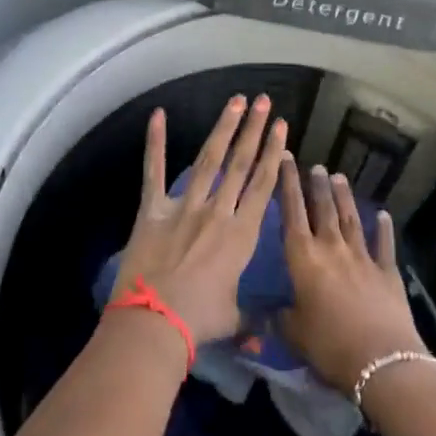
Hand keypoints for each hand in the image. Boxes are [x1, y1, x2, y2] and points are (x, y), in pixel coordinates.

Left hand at [109, 95, 288, 345]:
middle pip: (240, 163)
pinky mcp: (153, 210)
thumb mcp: (234, 318)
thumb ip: (253, 318)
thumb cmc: (200, 321)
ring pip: (208, 159)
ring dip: (223, 128)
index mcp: (241, 234)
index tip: (282, 127)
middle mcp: (217, 211)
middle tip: (264, 101)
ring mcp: (184, 206)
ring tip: (236, 101)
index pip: (263, 184)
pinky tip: (158, 114)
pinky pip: (154, 171)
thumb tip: (267, 335)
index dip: (274, 153)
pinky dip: (155, 142)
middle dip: (254, 130)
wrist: (155, 322)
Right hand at [278, 161, 426, 392]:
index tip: (286, 160)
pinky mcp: (387, 272)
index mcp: (303, 258)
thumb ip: (280, 318)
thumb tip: (269, 312)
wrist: (381, 359)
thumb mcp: (293, 333)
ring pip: (350, 219)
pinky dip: (383, 228)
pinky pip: (383, 244)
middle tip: (315, 165)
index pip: (291, 212)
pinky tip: (383, 215)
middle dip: (316, 185)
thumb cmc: (328, 344)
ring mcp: (362, 257)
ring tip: (339, 177)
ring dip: (344, 198)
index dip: (287, 185)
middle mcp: (332, 248)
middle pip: (323, 209)